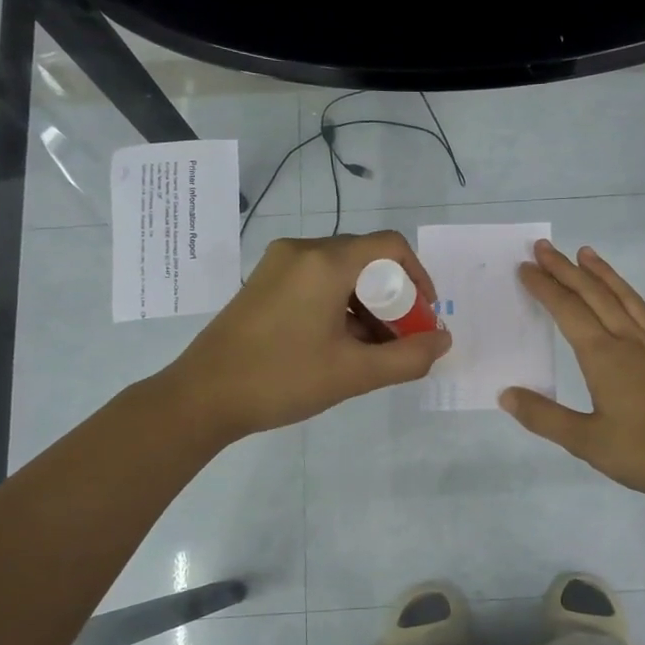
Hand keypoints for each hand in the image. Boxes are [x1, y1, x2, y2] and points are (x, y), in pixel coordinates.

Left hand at [168, 231, 451, 440]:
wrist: (201, 397)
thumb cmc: (281, 379)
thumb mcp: (354, 373)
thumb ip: (408, 357)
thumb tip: (443, 341)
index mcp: (325, 263)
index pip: (390, 246)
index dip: (419, 277)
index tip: (425, 316)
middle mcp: (302, 251)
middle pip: (367, 259)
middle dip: (393, 298)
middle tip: (400, 339)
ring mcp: (278, 265)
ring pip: (341, 272)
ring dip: (367, 305)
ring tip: (371, 350)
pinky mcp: (264, 283)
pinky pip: (317, 281)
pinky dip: (339, 305)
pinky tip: (339, 344)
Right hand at [500, 239, 644, 505]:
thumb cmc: (642, 454)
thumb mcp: (584, 442)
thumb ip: (543, 416)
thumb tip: (505, 394)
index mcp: (603, 358)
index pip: (567, 312)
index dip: (545, 289)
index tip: (526, 269)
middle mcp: (631, 343)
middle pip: (595, 297)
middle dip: (567, 271)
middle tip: (545, 249)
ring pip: (631, 302)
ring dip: (608, 276)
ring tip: (588, 254)